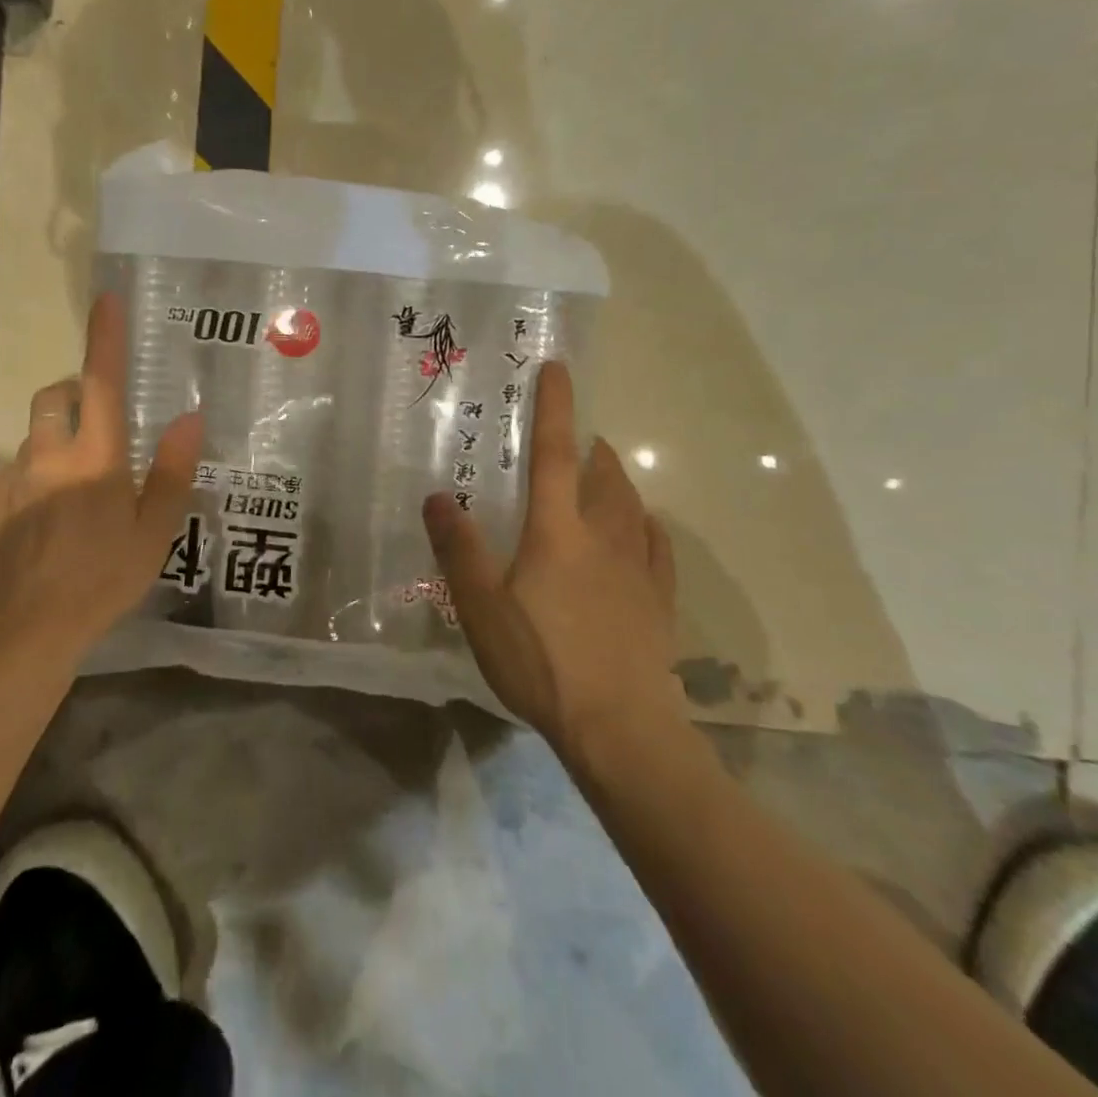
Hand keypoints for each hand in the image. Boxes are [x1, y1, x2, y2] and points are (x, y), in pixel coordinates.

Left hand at [0, 292, 201, 659]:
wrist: (27, 628)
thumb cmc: (102, 578)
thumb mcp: (153, 531)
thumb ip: (172, 472)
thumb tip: (188, 419)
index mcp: (96, 457)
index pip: (102, 383)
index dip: (105, 340)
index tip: (106, 300)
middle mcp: (50, 455)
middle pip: (55, 396)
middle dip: (74, 388)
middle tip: (99, 412)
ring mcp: (16, 478)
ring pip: (36, 434)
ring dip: (58, 435)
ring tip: (81, 478)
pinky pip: (19, 468)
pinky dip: (40, 470)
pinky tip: (54, 513)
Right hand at [422, 360, 684, 755]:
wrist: (620, 728)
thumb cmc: (542, 661)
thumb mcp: (481, 607)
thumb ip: (459, 548)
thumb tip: (438, 496)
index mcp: (558, 529)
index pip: (556, 453)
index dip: (555, 408)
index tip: (558, 369)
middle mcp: (603, 536)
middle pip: (603, 475)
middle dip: (592, 448)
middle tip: (578, 440)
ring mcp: (638, 568)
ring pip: (633, 506)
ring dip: (618, 481)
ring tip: (605, 474)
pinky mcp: (658, 601)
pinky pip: (658, 548)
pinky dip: (649, 527)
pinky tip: (646, 530)